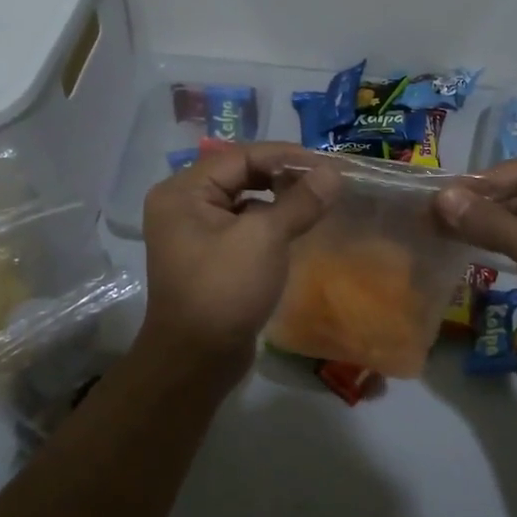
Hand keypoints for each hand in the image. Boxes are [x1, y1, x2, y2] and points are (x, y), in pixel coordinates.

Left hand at [137, 142, 335, 380]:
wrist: (196, 361)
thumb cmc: (224, 290)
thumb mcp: (265, 239)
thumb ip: (299, 201)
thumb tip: (333, 172)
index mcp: (183, 192)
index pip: (240, 156)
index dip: (285, 156)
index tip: (327, 163)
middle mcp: (183, 206)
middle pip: (240, 175)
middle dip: (283, 176)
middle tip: (326, 182)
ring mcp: (194, 234)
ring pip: (244, 202)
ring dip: (279, 200)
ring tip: (317, 202)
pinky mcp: (209, 258)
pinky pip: (243, 227)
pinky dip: (270, 223)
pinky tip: (297, 228)